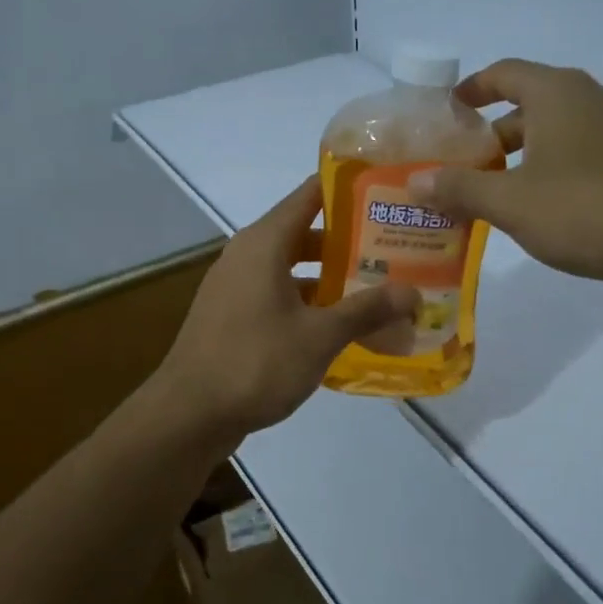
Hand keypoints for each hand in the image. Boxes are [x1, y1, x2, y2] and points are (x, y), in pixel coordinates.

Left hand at [156, 178, 419, 437]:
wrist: (189, 414)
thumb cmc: (256, 362)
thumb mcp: (320, 336)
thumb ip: (367, 310)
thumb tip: (413, 293)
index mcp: (264, 243)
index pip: (309, 195)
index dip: (347, 189)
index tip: (387, 191)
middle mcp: (246, 255)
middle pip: (304, 233)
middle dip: (348, 242)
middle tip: (395, 250)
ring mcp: (235, 287)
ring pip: (291, 268)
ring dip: (329, 278)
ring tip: (376, 289)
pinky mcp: (232, 317)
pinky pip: (277, 296)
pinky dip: (308, 304)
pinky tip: (339, 327)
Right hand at [409, 59, 602, 301]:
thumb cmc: (587, 209)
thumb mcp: (512, 202)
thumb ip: (460, 189)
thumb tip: (414, 182)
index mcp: (557, 94)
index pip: (503, 73)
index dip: (470, 90)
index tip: (444, 113)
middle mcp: (588, 101)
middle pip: (526, 107)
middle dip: (487, 136)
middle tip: (456, 167)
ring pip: (551, 136)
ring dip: (516, 160)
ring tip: (486, 195)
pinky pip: (576, 158)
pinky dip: (546, 174)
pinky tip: (534, 212)